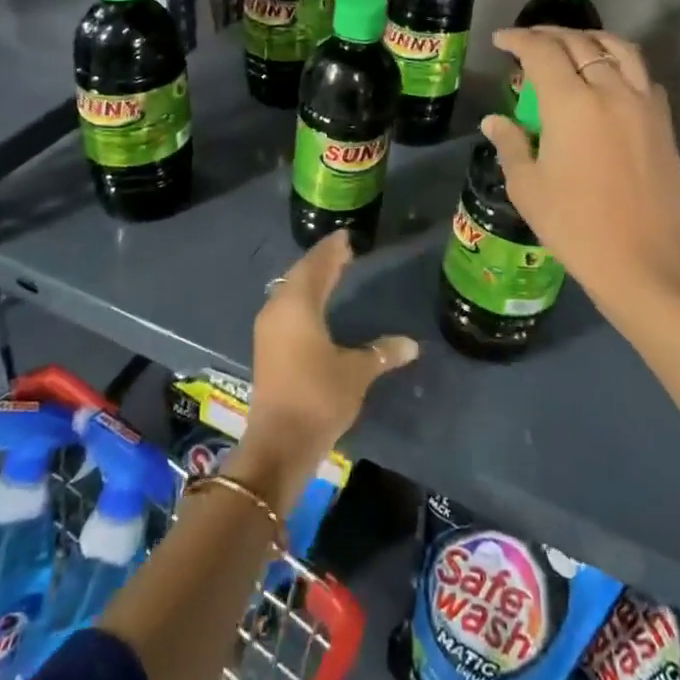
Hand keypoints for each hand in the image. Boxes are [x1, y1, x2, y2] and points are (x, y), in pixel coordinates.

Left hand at [235, 231, 417, 513]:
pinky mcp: (268, 347)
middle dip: (321, 261)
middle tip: (343, 251)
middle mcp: (278, 310)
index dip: (332, 251)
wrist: (279, 442)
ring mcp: (269, 329)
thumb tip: (411, 344)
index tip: (346, 237)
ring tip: (332, 272)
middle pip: (300, 275)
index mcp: (298, 306)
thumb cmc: (318, 397)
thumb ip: (382, 353)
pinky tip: (315, 304)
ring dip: (310, 279)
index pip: (316, 266)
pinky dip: (303, 298)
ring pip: (290, 291)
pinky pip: (286, 308)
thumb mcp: (356, 372)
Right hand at [486, 27, 679, 319]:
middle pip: (579, 43)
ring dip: (590, 39)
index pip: (541, 52)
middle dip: (549, 35)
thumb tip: (494, 120)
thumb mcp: (528, 187)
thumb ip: (510, 144)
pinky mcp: (663, 121)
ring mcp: (643, 103)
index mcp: (570, 104)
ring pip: (618, 49)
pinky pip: (642, 74)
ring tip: (572, 45)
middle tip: (529, 41)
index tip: (501, 41)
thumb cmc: (575, 226)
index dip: (518, 39)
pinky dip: (621, 63)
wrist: (644, 260)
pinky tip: (610, 77)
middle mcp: (610, 90)